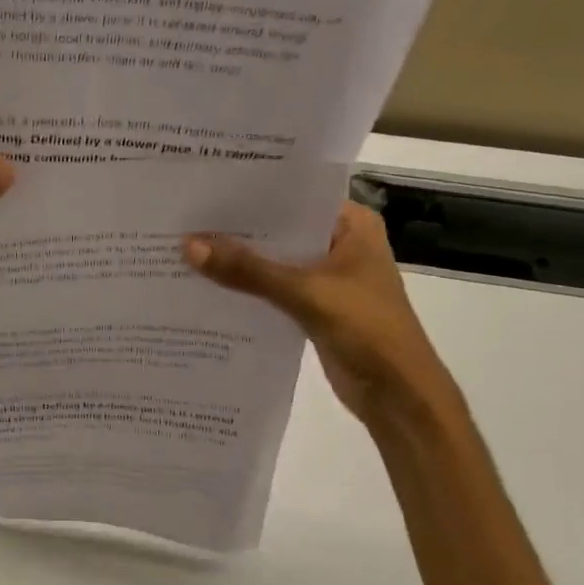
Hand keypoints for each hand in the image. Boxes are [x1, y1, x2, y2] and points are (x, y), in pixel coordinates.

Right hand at [184, 200, 457, 423]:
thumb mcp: (305, 293)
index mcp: (352, 225)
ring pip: (275, 263)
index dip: (251, 194)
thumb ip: (248, 270)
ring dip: (240, 263)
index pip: (295, 197)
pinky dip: (248, 290)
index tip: (205, 189)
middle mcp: (340, 244)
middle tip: (185, 220)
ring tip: (185, 249)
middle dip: (237, 230)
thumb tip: (188, 246)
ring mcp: (327, 278)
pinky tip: (207, 287)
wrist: (398, 394)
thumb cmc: (367, 330)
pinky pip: (274, 291)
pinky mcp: (315, 308)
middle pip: (281, 231)